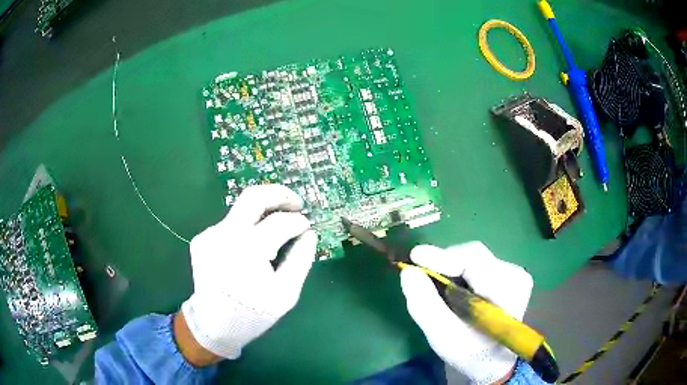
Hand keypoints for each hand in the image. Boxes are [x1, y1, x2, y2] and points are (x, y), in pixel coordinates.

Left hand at [179, 184, 316, 362]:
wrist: (214, 325)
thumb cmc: (253, 314)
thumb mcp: (286, 293)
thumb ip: (301, 259)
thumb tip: (309, 233)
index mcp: (247, 250)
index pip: (279, 222)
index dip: (298, 222)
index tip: (307, 227)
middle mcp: (223, 235)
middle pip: (253, 196)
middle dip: (280, 194)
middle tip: (297, 203)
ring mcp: (209, 235)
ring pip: (241, 210)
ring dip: (263, 213)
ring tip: (277, 230)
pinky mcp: (201, 239)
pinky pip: (230, 224)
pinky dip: (247, 228)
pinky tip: (252, 247)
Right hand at [400, 242, 533, 384]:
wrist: (493, 361)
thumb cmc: (470, 354)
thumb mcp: (444, 337)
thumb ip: (425, 305)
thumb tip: (408, 272)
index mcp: (508, 290)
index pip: (475, 260)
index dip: (443, 256)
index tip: (414, 256)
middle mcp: (515, 274)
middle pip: (473, 256)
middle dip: (444, 264)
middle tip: (419, 275)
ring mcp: (513, 273)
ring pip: (473, 259)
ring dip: (450, 269)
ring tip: (435, 286)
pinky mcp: (507, 274)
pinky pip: (477, 265)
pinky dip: (458, 273)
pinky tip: (451, 290)